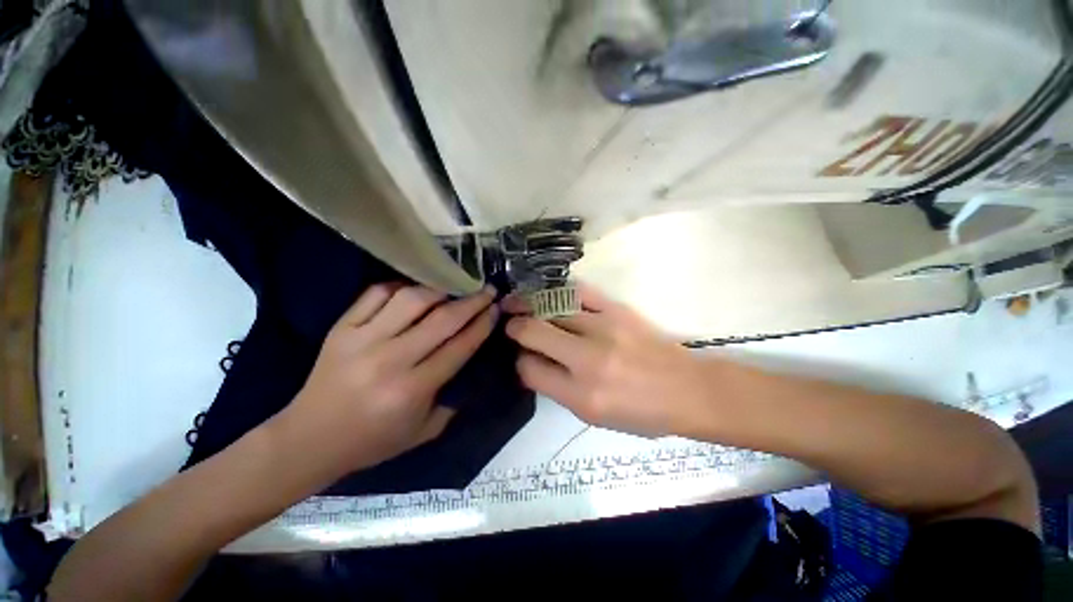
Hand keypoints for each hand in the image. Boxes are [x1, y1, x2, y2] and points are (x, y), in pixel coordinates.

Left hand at [276, 283, 497, 478]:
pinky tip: (415, 291)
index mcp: (412, 389)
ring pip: (411, 299)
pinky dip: (401, 287)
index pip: (459, 346)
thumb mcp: (425, 430)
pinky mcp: (341, 328)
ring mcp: (362, 339)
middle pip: (442, 319)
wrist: (309, 439)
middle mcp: (390, 360)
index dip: (482, 324)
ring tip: (454, 288)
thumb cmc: (373, 440)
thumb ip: (453, 396)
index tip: (496, 309)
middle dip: (472, 302)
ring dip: (439, 290)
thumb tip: (471, 359)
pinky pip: (376, 294)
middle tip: (487, 290)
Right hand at [505, 284, 712, 437]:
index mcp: (582, 395)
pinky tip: (547, 293)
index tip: (522, 357)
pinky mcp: (616, 309)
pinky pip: (577, 291)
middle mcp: (588, 359)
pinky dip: (556, 291)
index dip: (520, 362)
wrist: (687, 388)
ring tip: (515, 302)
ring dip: (527, 304)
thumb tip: (532, 362)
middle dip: (514, 327)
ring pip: (550, 306)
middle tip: (510, 324)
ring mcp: (603, 328)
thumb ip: (558, 389)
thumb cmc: (642, 412)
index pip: (530, 369)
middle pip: (533, 331)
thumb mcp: (594, 417)